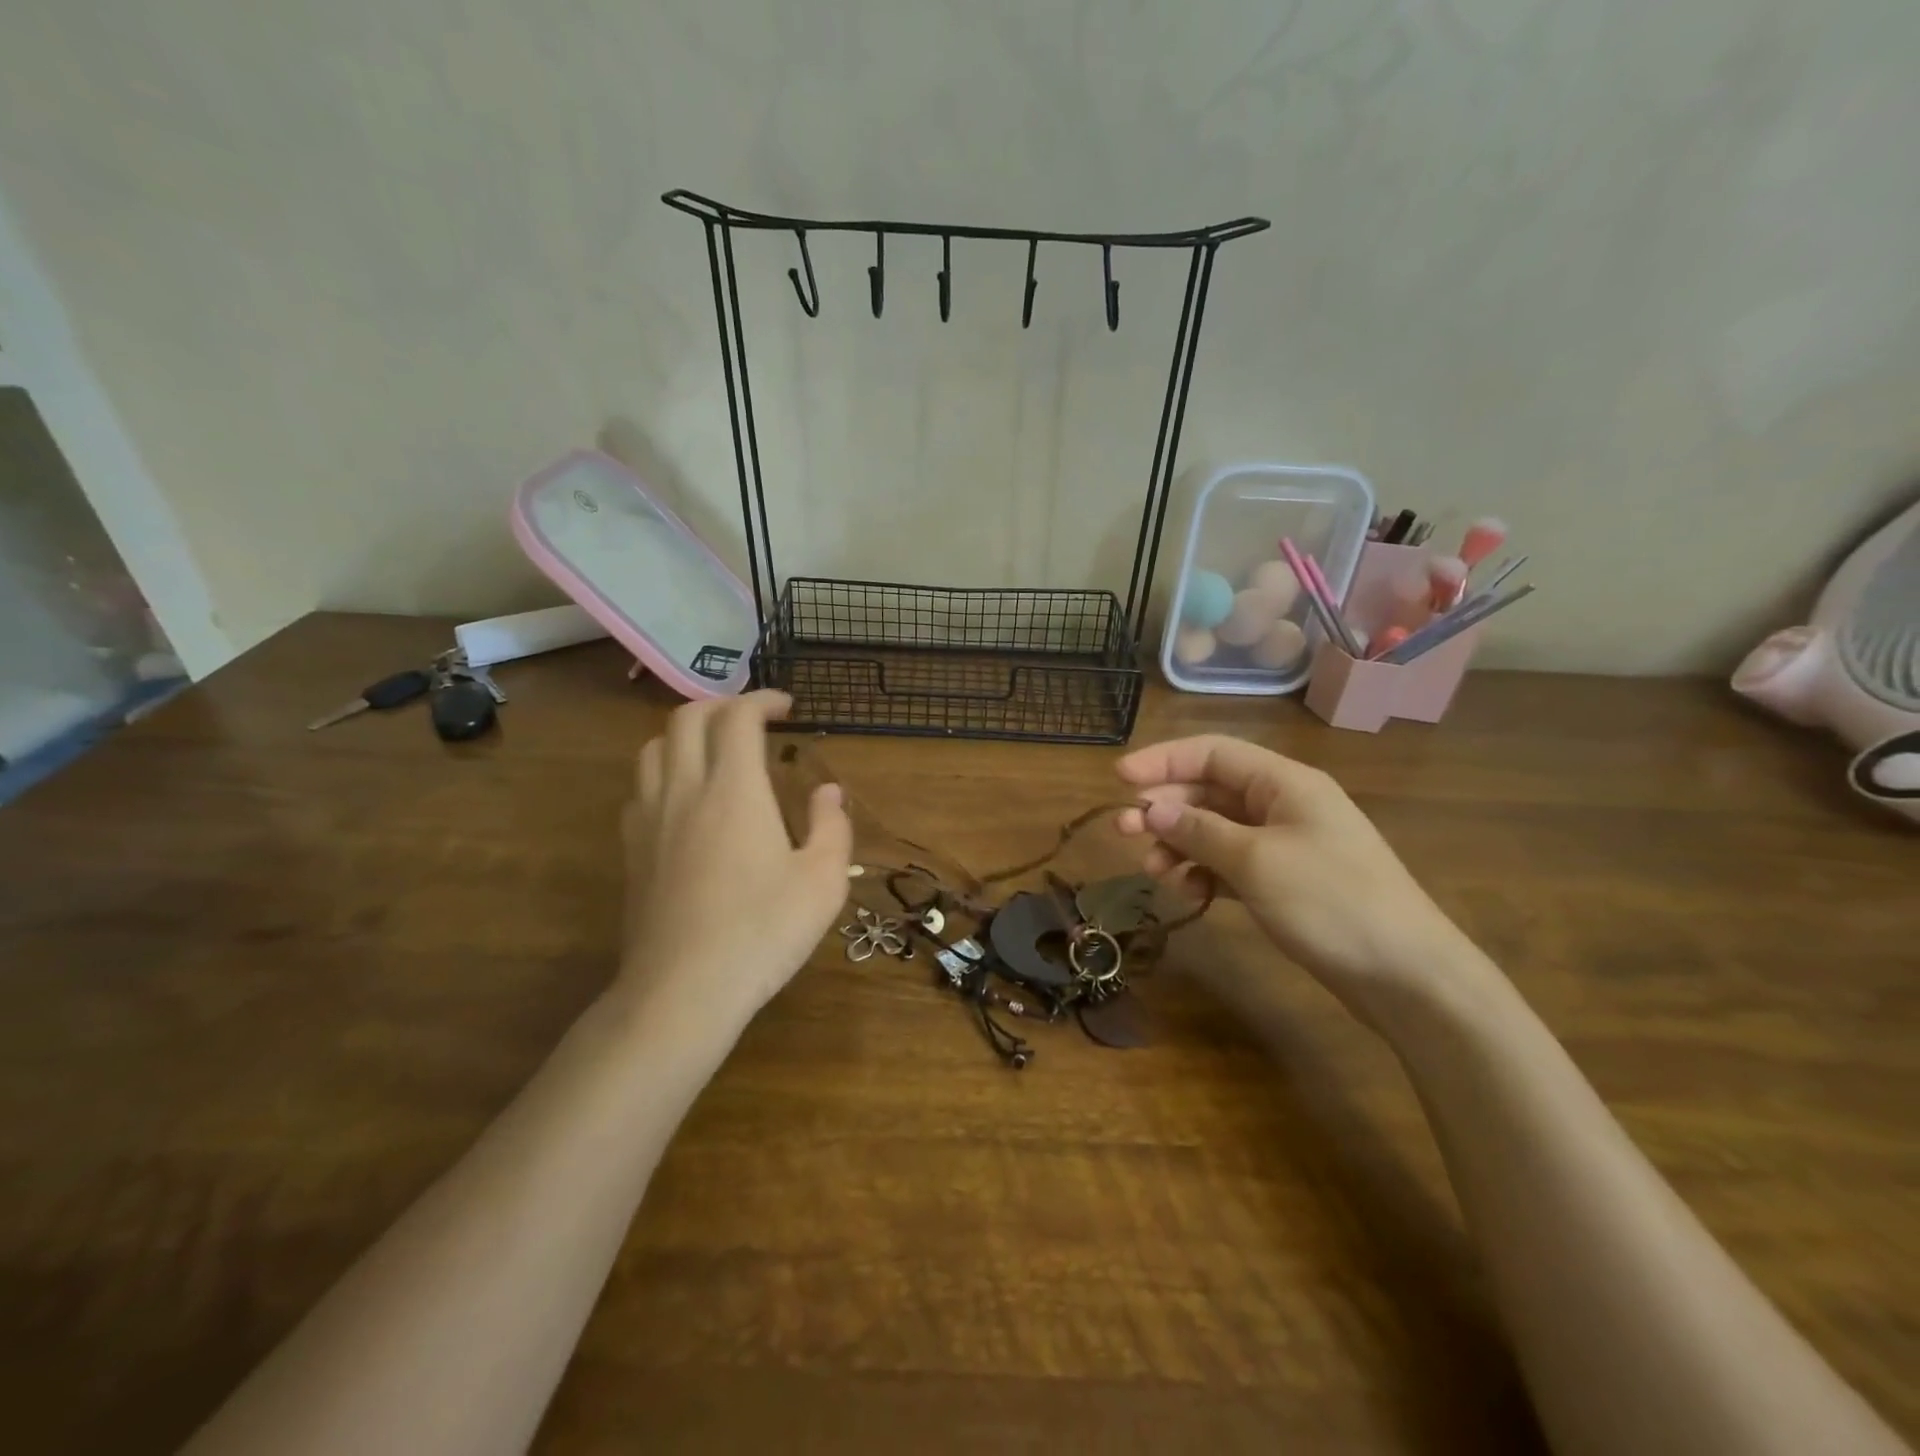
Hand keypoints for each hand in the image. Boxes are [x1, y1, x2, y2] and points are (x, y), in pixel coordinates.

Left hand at [620, 692, 851, 1033]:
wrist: (682, 990)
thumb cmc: (762, 932)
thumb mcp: (823, 882)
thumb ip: (832, 827)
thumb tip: (827, 792)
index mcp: (734, 790)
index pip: (737, 717)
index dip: (762, 700)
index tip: (786, 708)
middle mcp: (685, 790)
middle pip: (686, 717)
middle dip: (721, 704)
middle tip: (752, 720)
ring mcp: (649, 819)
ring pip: (653, 748)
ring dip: (686, 734)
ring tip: (716, 751)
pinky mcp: (632, 850)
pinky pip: (640, 788)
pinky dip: (665, 772)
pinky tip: (685, 800)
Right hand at [1115, 735, 1480, 1024]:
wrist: (1407, 976)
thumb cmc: (1331, 902)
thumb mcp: (1256, 861)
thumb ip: (1198, 830)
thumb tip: (1150, 809)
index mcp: (1285, 783)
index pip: (1212, 752)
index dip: (1163, 760)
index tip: (1119, 778)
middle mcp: (1283, 805)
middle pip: (1210, 791)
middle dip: (1166, 809)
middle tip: (1123, 832)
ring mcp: (1285, 845)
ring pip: (1215, 830)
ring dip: (1180, 845)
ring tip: (1153, 872)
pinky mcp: (1285, 882)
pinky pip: (1230, 864)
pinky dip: (1204, 874)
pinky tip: (1188, 894)